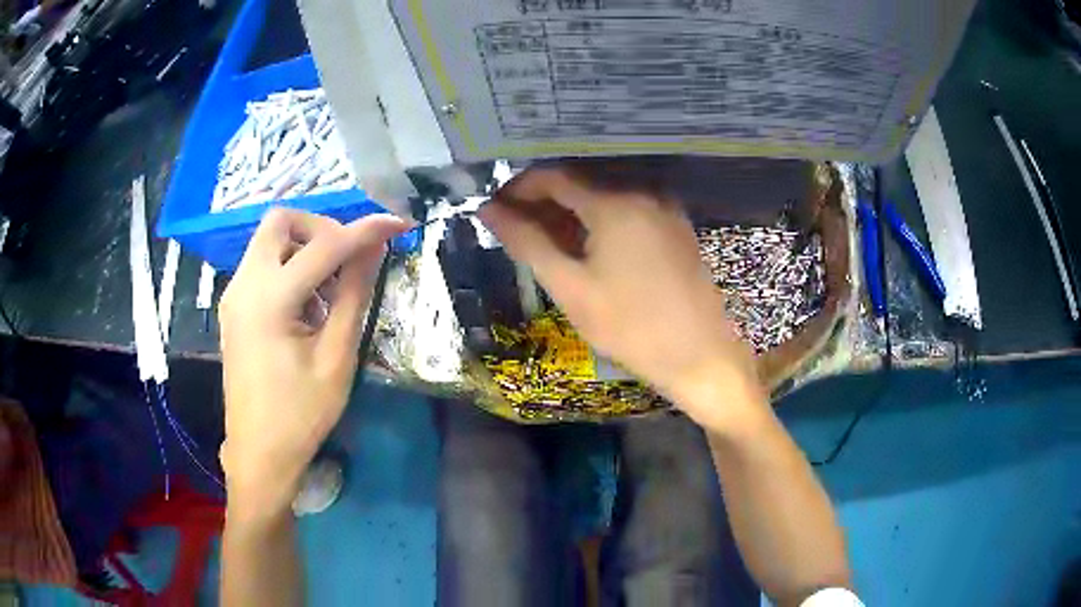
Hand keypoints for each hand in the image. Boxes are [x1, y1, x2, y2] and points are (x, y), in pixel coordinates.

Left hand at [218, 208, 405, 510]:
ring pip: (270, 241)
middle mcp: (244, 285)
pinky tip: (307, 306)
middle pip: (281, 222)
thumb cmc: (301, 414)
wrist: (259, 452)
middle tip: (348, 259)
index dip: (365, 230)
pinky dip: (289, 267)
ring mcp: (234, 295)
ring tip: (329, 293)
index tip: (398, 223)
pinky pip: (262, 264)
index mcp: (269, 299)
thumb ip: (354, 294)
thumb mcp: (336, 356)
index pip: (324, 245)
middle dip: (321, 228)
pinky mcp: (234, 307)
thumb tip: (374, 248)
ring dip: (305, 249)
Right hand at [479, 168, 765, 430]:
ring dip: (570, 212)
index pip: (554, 177)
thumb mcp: (571, 288)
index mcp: (615, 203)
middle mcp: (643, 193)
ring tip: (543, 240)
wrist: (701, 357)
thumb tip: (489, 211)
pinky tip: (585, 246)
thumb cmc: (631, 328)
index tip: (495, 208)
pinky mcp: (676, 227)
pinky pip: (628, 211)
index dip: (519, 188)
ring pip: (605, 197)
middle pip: (581, 183)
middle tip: (514, 228)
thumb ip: (527, 243)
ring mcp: (664, 209)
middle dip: (543, 201)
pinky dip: (599, 221)